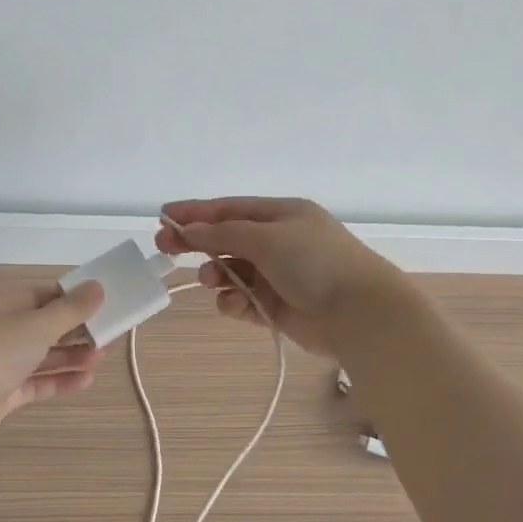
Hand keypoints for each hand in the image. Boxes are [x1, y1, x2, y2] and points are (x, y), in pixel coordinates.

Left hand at [0, 281, 106, 442]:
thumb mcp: (39, 323)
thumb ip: (71, 309)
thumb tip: (99, 286)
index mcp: (1, 305)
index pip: (41, 296)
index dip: (70, 299)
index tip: (99, 304)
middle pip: (43, 327)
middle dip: (76, 331)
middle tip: (107, 334)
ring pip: (42, 356)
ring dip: (72, 356)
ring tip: (102, 357)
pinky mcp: (3, 394)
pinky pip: (37, 383)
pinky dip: (60, 380)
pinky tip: (86, 380)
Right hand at [155, 197, 401, 357]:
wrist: (359, 313)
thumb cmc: (315, 263)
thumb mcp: (267, 237)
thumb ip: (223, 233)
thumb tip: (188, 229)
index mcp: (282, 214)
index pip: (230, 208)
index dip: (196, 212)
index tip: (163, 217)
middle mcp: (280, 242)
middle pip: (227, 238)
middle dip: (198, 243)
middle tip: (165, 248)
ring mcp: (279, 275)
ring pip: (233, 271)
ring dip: (216, 274)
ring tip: (209, 280)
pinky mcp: (277, 307)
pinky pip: (244, 300)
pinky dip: (234, 301)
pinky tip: (233, 304)